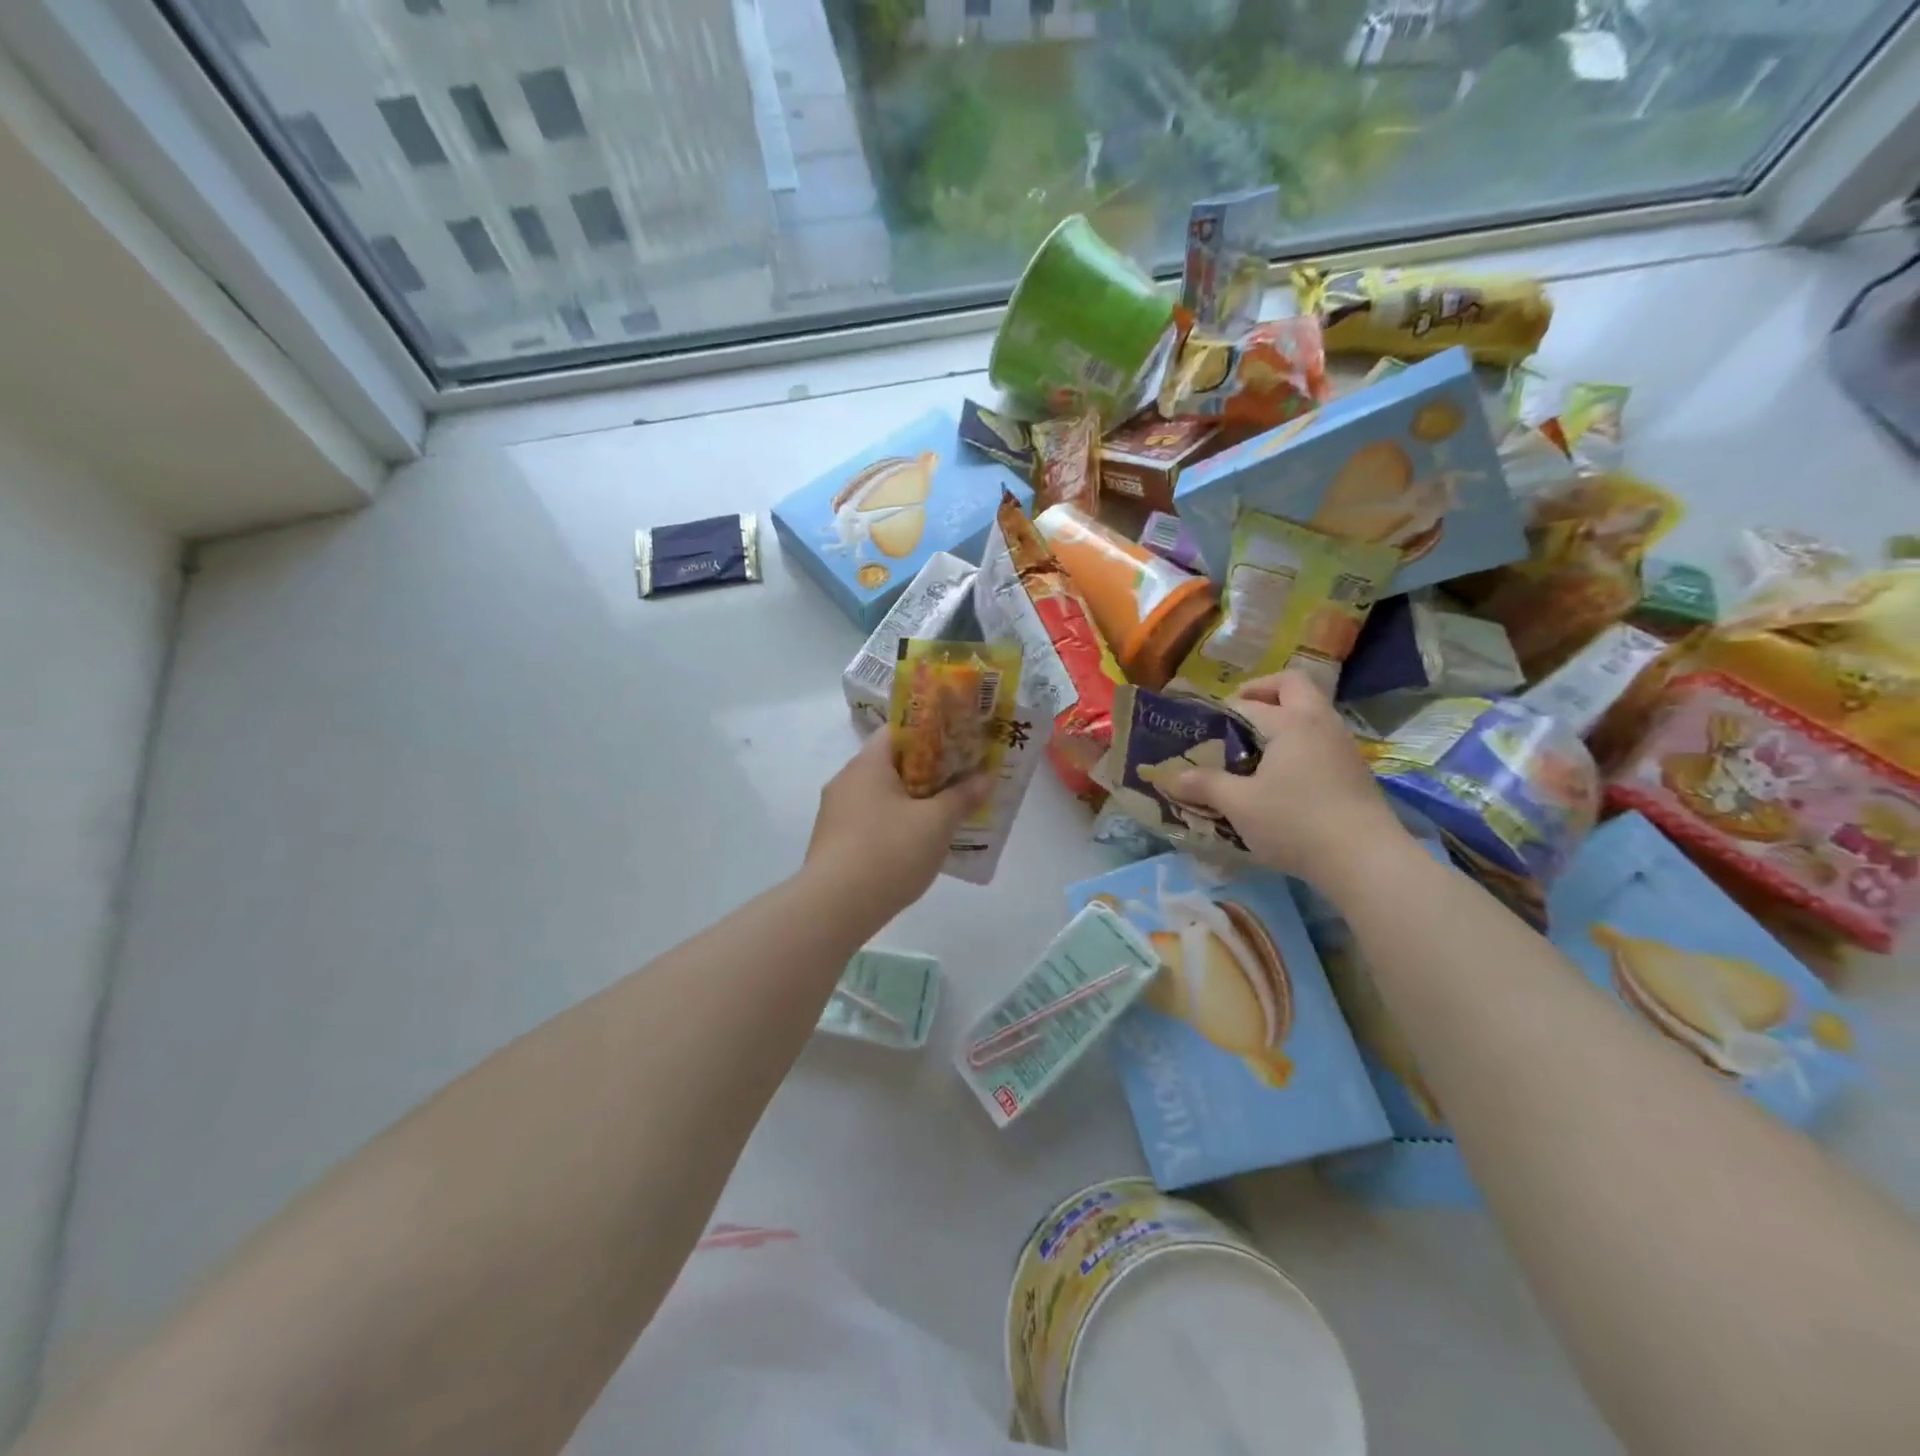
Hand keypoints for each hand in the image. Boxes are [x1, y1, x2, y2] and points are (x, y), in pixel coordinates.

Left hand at [804, 732, 993, 925]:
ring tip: (945, 814)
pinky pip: (871, 820)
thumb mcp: (936, 823)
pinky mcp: (834, 841)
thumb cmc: (889, 852)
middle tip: (961, 780)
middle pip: (892, 764)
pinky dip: (895, 824)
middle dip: (928, 771)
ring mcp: (836, 812)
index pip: (899, 731)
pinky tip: (917, 844)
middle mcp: (846, 780)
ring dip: (912, 801)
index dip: (932, 733)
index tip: (960, 744)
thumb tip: (987, 777)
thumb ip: (963, 796)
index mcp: (867, 764)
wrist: (834, 908)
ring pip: (882, 795)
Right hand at [1171, 669, 1406, 884]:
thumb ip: (1204, 785)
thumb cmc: (1295, 822)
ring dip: (1283, 719)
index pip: (1248, 703)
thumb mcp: (1239, 805)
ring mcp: (1343, 746)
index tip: (1199, 729)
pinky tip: (1282, 777)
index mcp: (1292, 721)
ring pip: (1311, 713)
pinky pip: (1320, 739)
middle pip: (1292, 686)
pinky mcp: (1354, 771)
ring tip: (1254, 749)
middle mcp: (1321, 723)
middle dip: (1261, 692)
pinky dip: (1298, 743)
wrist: (1365, 860)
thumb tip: (1170, 777)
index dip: (1219, 712)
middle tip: (1235, 715)